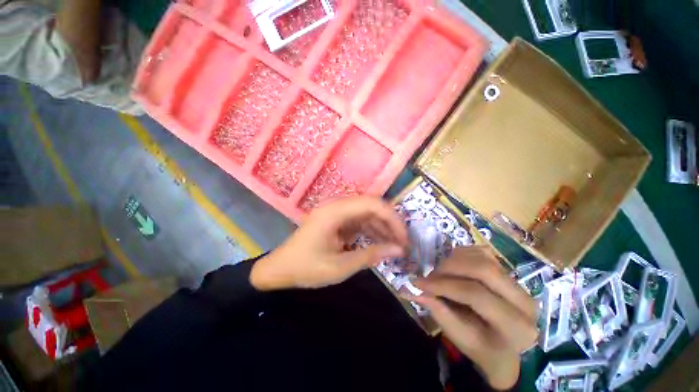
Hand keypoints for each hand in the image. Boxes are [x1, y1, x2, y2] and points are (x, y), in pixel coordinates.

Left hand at [250, 196, 408, 290]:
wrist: (280, 269)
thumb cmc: (306, 268)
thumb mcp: (340, 267)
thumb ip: (370, 256)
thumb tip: (399, 250)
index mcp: (334, 211)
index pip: (372, 204)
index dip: (392, 219)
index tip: (404, 238)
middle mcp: (336, 205)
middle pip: (372, 205)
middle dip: (390, 222)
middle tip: (403, 243)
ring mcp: (336, 211)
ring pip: (367, 212)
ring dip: (382, 227)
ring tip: (395, 245)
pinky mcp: (337, 219)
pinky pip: (359, 220)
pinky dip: (371, 230)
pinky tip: (380, 243)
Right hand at [403, 246, 536, 389]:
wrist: (506, 346)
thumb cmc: (483, 348)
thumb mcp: (460, 338)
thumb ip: (439, 312)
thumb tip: (413, 289)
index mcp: (517, 327)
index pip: (477, 295)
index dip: (444, 285)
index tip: (420, 282)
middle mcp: (525, 301)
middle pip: (483, 269)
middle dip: (449, 267)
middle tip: (430, 274)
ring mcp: (519, 283)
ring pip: (482, 257)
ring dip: (454, 260)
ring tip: (440, 272)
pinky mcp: (510, 272)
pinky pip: (483, 253)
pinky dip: (462, 254)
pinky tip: (452, 265)